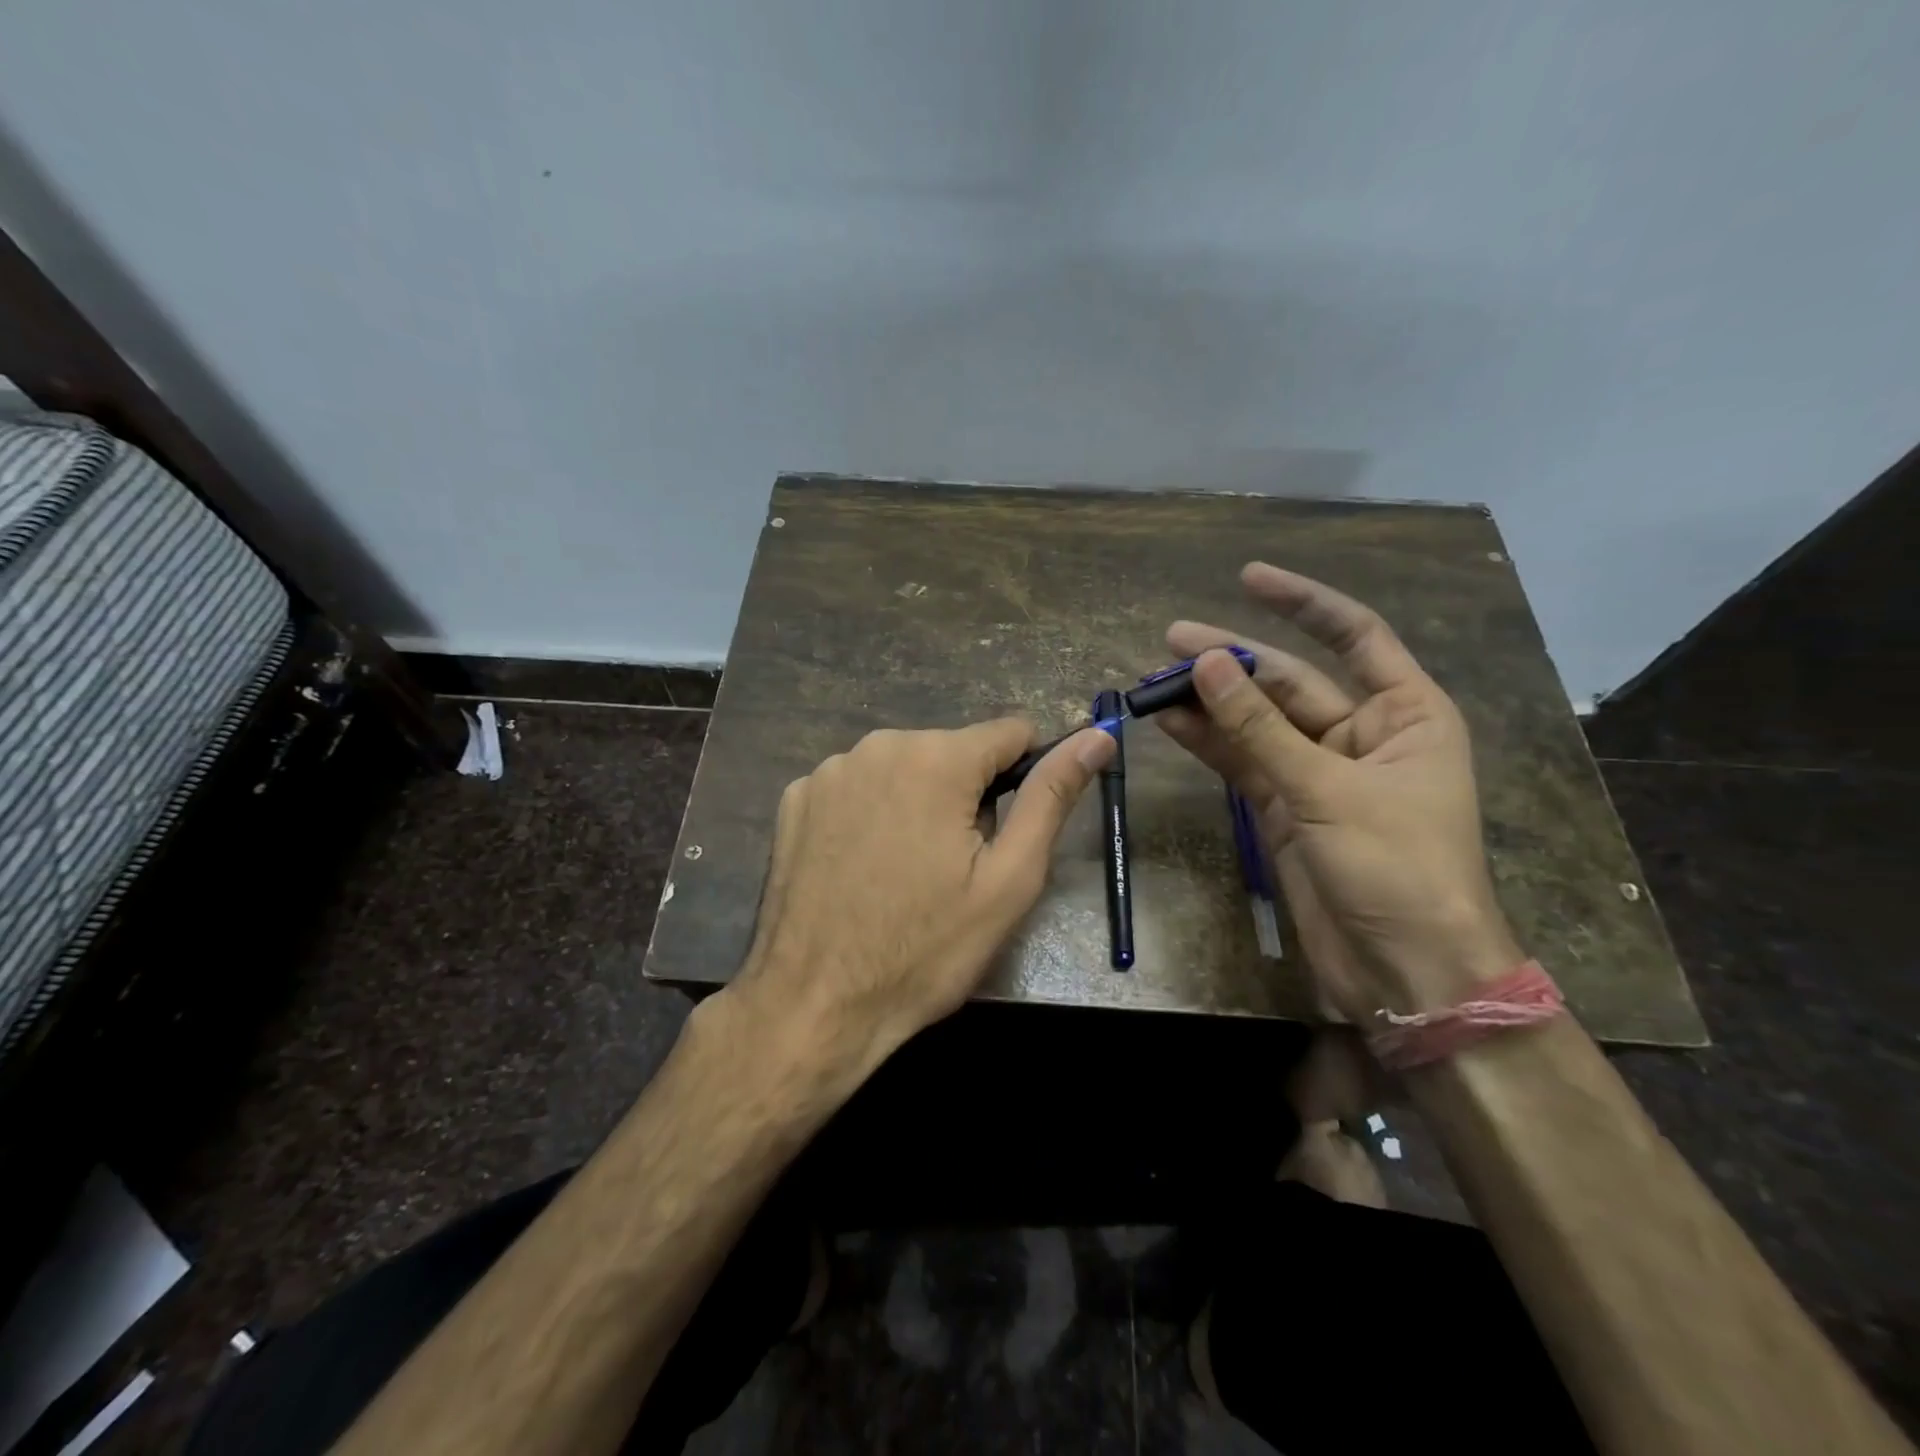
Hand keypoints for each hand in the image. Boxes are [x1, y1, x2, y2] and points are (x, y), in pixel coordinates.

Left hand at [725, 719, 1114, 1087]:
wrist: (814, 1004)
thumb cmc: (925, 949)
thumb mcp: (1008, 880)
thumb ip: (1052, 797)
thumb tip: (1096, 736)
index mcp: (936, 758)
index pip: (1010, 732)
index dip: (1025, 776)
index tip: (1012, 828)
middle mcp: (877, 745)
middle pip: (953, 752)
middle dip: (967, 796)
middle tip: (956, 867)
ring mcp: (828, 771)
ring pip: (904, 768)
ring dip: (918, 804)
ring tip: (907, 873)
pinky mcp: (795, 799)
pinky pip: (857, 788)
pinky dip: (870, 814)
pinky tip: (861, 867)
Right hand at [1159, 563, 1520, 1021]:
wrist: (1402, 970)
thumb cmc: (1397, 869)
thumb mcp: (1327, 789)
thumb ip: (1259, 728)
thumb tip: (1206, 664)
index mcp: (1406, 713)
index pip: (1354, 636)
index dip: (1303, 602)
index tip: (1248, 577)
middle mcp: (1363, 733)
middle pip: (1289, 682)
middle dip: (1232, 661)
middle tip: (1171, 640)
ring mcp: (1318, 773)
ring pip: (1256, 724)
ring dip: (1210, 703)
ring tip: (1154, 680)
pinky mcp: (1284, 808)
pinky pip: (1242, 762)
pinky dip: (1208, 743)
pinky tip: (1170, 721)